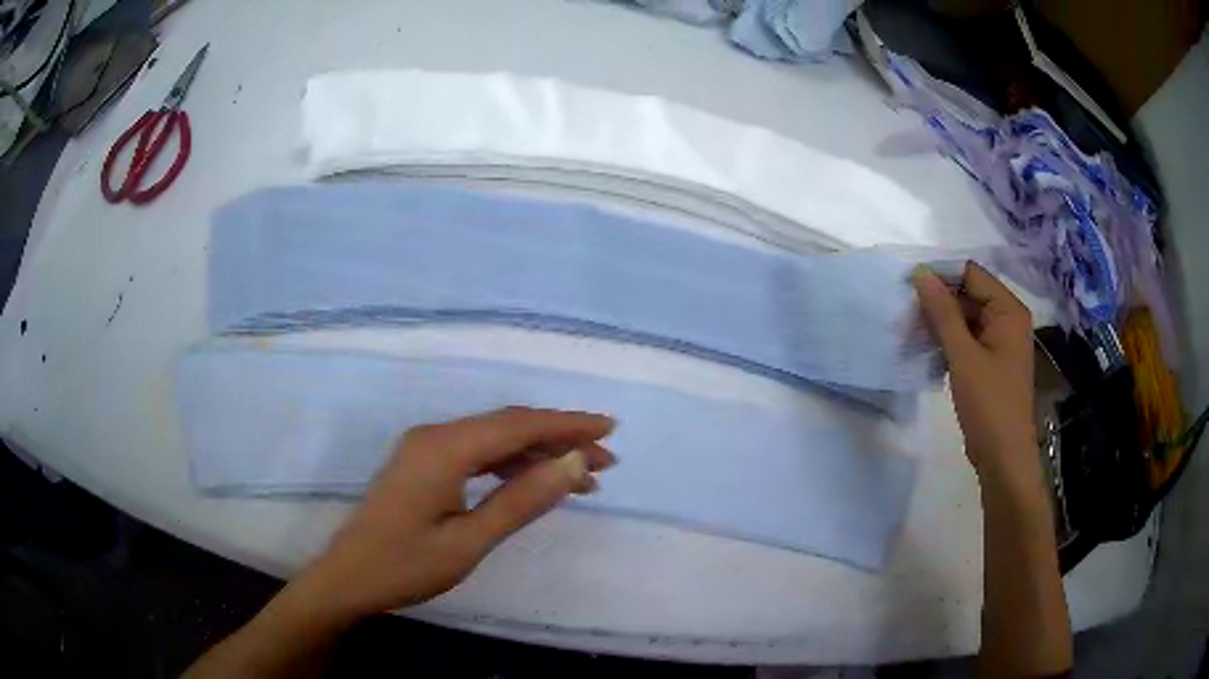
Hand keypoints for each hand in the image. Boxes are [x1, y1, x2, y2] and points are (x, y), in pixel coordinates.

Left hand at [292, 407, 615, 622]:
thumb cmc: (406, 566)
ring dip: (538, 454)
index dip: (567, 424)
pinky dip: (511, 466)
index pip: (518, 425)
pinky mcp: (424, 465)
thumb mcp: (469, 541)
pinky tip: (536, 482)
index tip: (610, 428)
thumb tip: (573, 463)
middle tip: (606, 461)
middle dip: (559, 440)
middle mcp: (435, 436)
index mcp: (444, 448)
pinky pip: (477, 454)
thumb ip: (521, 500)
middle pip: (508, 427)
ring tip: (583, 476)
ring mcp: (426, 449)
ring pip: (494, 440)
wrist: (348, 579)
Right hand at [912, 261, 1035, 477]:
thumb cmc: (989, 404)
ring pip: (966, 318)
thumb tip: (921, 273)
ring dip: (940, 322)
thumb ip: (942, 312)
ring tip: (911, 330)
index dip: (941, 275)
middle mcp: (1007, 319)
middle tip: (905, 311)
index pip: (971, 273)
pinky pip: (968, 339)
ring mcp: (1000, 342)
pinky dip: (948, 340)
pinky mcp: (991, 362)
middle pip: (969, 294)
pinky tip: (926, 349)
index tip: (908, 284)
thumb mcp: (963, 355)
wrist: (1003, 457)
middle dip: (938, 300)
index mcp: (1008, 310)